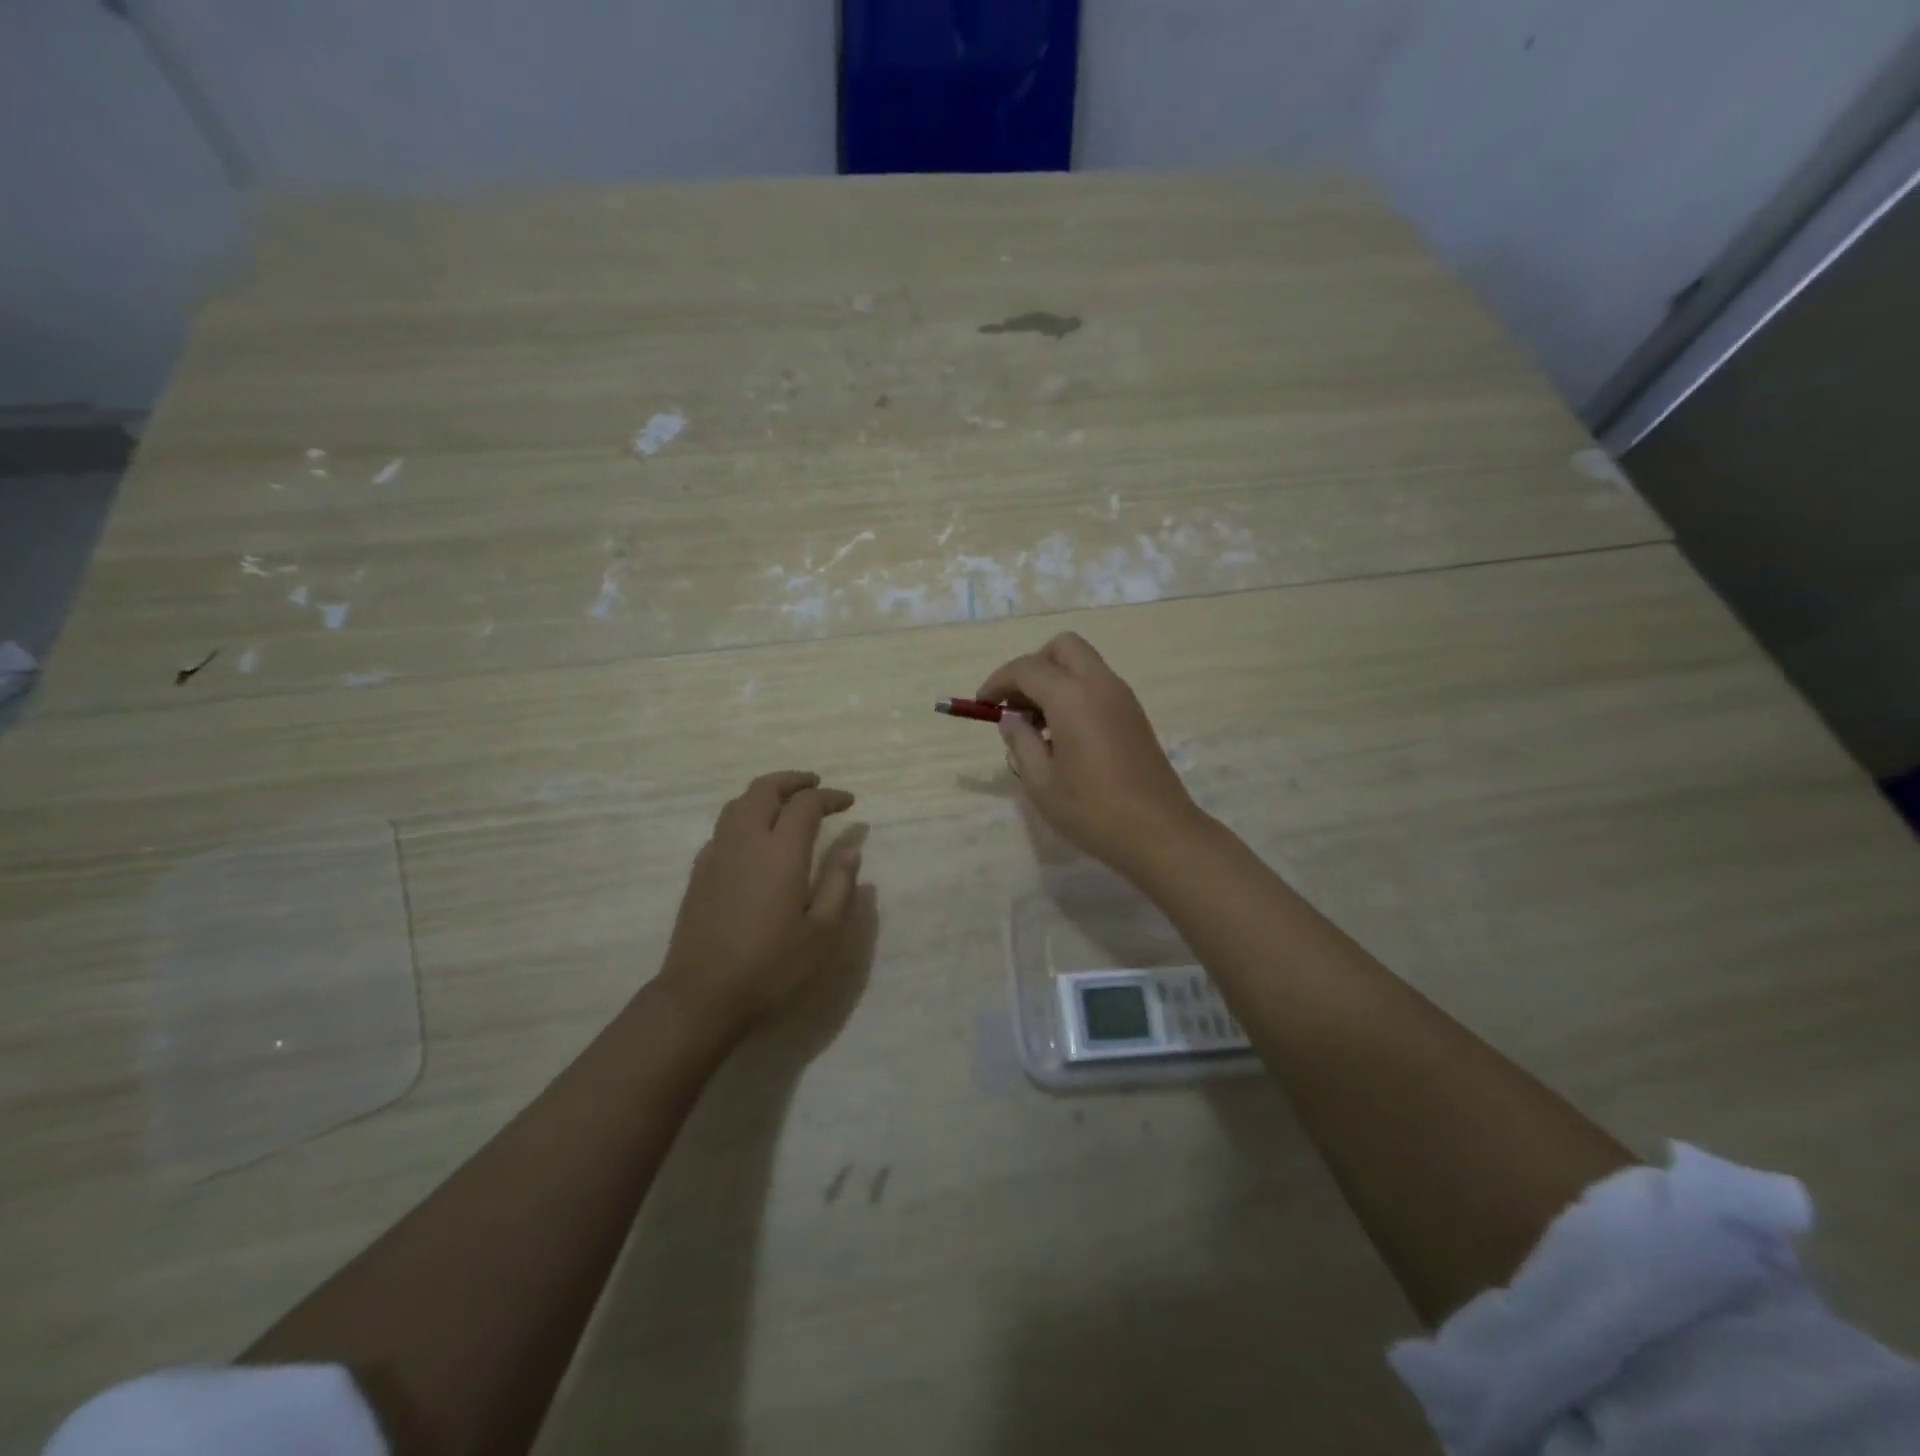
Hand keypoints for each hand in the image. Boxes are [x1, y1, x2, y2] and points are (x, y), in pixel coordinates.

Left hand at [656, 771, 861, 1033]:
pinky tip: (754, 838)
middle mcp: (746, 841)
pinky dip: (744, 816)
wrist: (701, 995)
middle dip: (793, 781)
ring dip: (765, 793)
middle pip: (765, 789)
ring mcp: (717, 853)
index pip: (806, 804)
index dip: (830, 797)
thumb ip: (839, 885)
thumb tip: (850, 849)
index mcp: (781, 851)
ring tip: (786, 802)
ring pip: (739, 803)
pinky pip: (723, 827)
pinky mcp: (699, 871)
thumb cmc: (770, 967)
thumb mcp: (821, 933)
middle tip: (816, 785)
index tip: (848, 803)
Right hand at [977, 633, 1205, 870]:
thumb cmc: (1092, 810)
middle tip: (1015, 704)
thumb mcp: (1041, 781)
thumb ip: (1020, 742)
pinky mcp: (1134, 715)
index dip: (998, 682)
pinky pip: (1097, 684)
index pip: (1026, 668)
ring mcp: (1122, 698)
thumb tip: (1011, 719)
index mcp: (1072, 697)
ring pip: (1083, 664)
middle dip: (1032, 666)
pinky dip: (1074, 692)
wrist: (1158, 832)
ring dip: (1054, 679)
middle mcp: (1100, 685)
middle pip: (1062, 648)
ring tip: (1036, 724)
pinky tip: (1063, 734)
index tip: (982, 705)